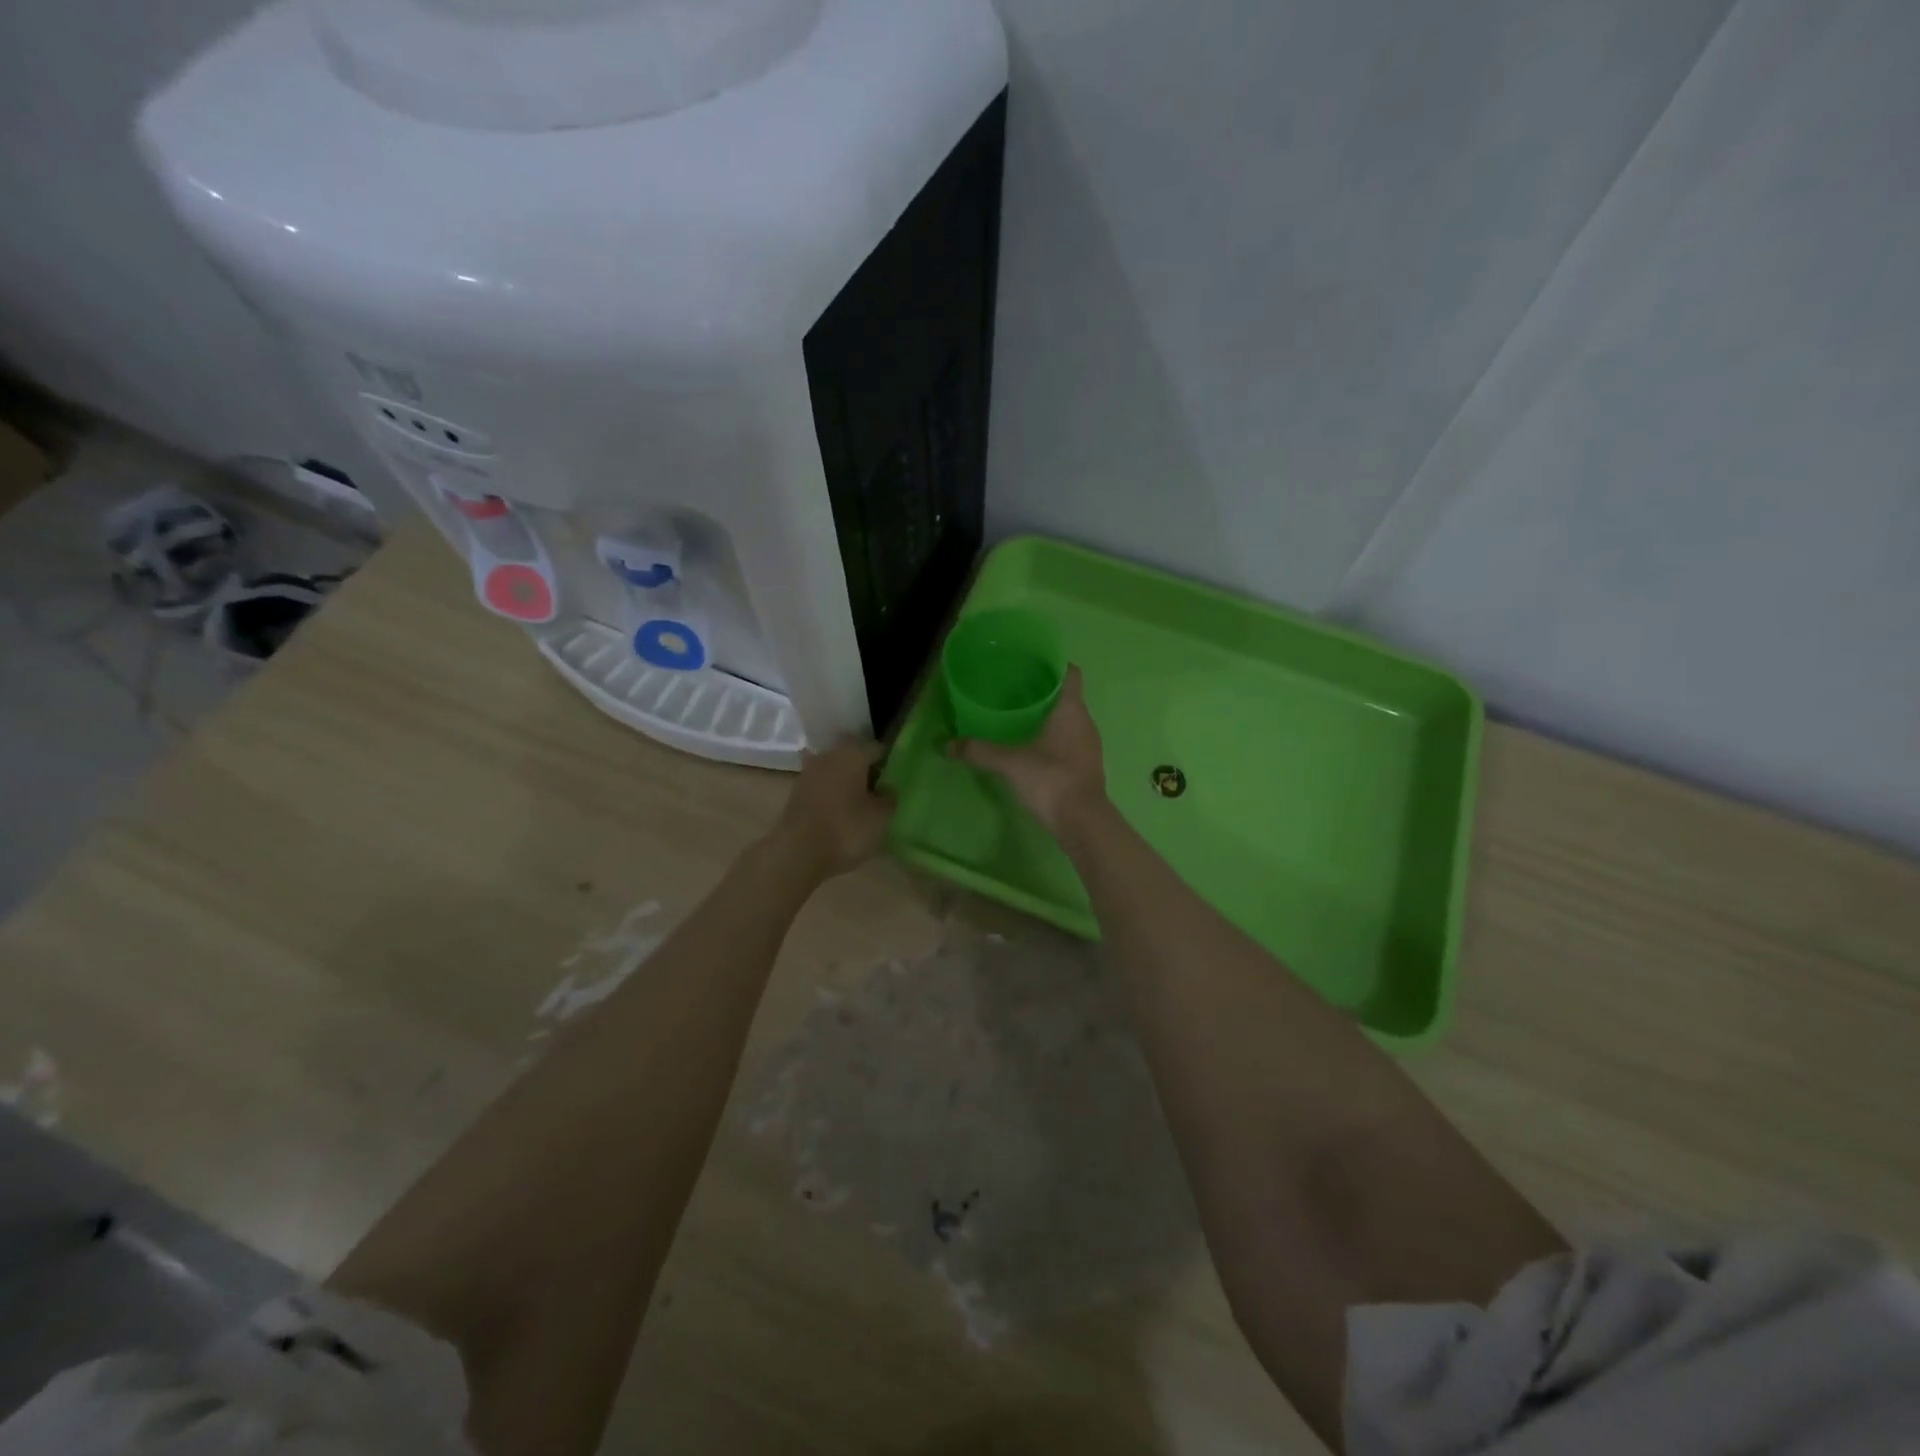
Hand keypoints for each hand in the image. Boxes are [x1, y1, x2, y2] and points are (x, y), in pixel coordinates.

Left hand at [768, 739, 896, 880]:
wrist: (797, 853)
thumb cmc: (846, 829)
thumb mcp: (880, 817)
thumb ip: (889, 798)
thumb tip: (887, 788)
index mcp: (852, 753)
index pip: (877, 748)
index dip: (888, 763)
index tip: (896, 779)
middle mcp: (829, 755)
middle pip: (853, 756)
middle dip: (866, 770)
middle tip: (880, 790)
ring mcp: (809, 772)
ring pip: (835, 770)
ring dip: (847, 781)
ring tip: (860, 803)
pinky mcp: (796, 792)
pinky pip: (822, 786)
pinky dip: (832, 793)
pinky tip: (841, 811)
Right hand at [951, 665, 1107, 836]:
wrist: (1082, 822)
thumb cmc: (1051, 779)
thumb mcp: (1009, 762)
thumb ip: (979, 751)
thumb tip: (947, 744)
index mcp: (1071, 709)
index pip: (1070, 673)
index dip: (1054, 664)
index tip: (1031, 662)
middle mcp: (1085, 722)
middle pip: (1067, 696)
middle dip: (1044, 690)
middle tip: (1014, 688)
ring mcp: (1089, 745)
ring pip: (1069, 719)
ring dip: (1048, 716)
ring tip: (1019, 715)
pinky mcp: (1086, 765)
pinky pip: (1069, 740)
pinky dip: (1053, 737)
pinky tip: (1031, 745)